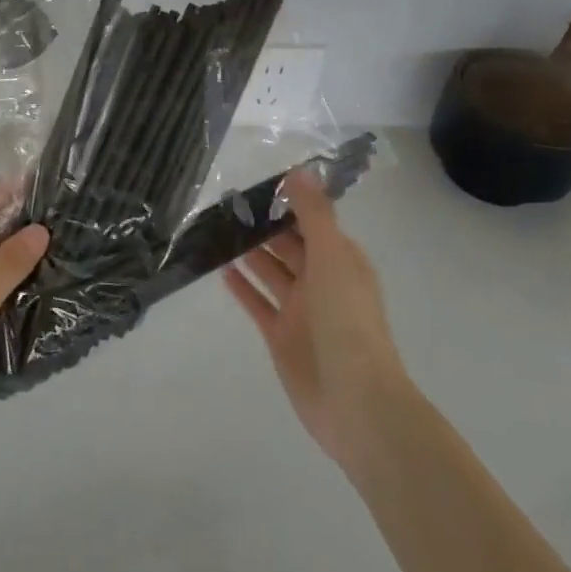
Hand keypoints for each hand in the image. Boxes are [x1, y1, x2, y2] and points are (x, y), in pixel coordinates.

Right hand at [225, 170, 408, 469]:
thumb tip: (300, 170)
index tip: (254, 185)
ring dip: (249, 253)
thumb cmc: (346, 320)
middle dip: (262, 227)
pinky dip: (243, 288)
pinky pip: (259, 304)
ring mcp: (301, 311)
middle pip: (288, 246)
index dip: (287, 203)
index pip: (312, 223)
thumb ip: (314, 214)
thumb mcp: (332, 257)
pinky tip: (219, 269)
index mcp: (341, 261)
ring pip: (271, 273)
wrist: (355, 401)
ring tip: (216, 230)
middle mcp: (322, 282)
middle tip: (224, 205)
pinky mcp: (281, 336)